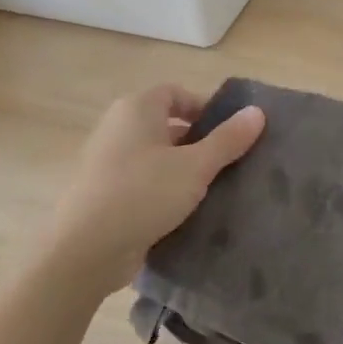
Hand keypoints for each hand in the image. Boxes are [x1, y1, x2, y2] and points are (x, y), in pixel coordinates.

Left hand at [42, 84, 265, 284]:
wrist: (84, 250)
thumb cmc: (143, 193)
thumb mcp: (196, 166)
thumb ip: (228, 139)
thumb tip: (258, 112)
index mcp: (137, 109)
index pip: (176, 93)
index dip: (205, 107)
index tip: (231, 132)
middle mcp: (118, 128)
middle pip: (166, 125)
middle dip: (198, 141)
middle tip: (229, 162)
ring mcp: (107, 163)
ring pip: (156, 157)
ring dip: (183, 169)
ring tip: (214, 189)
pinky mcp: (104, 195)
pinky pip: (143, 182)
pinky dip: (164, 191)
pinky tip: (185, 212)